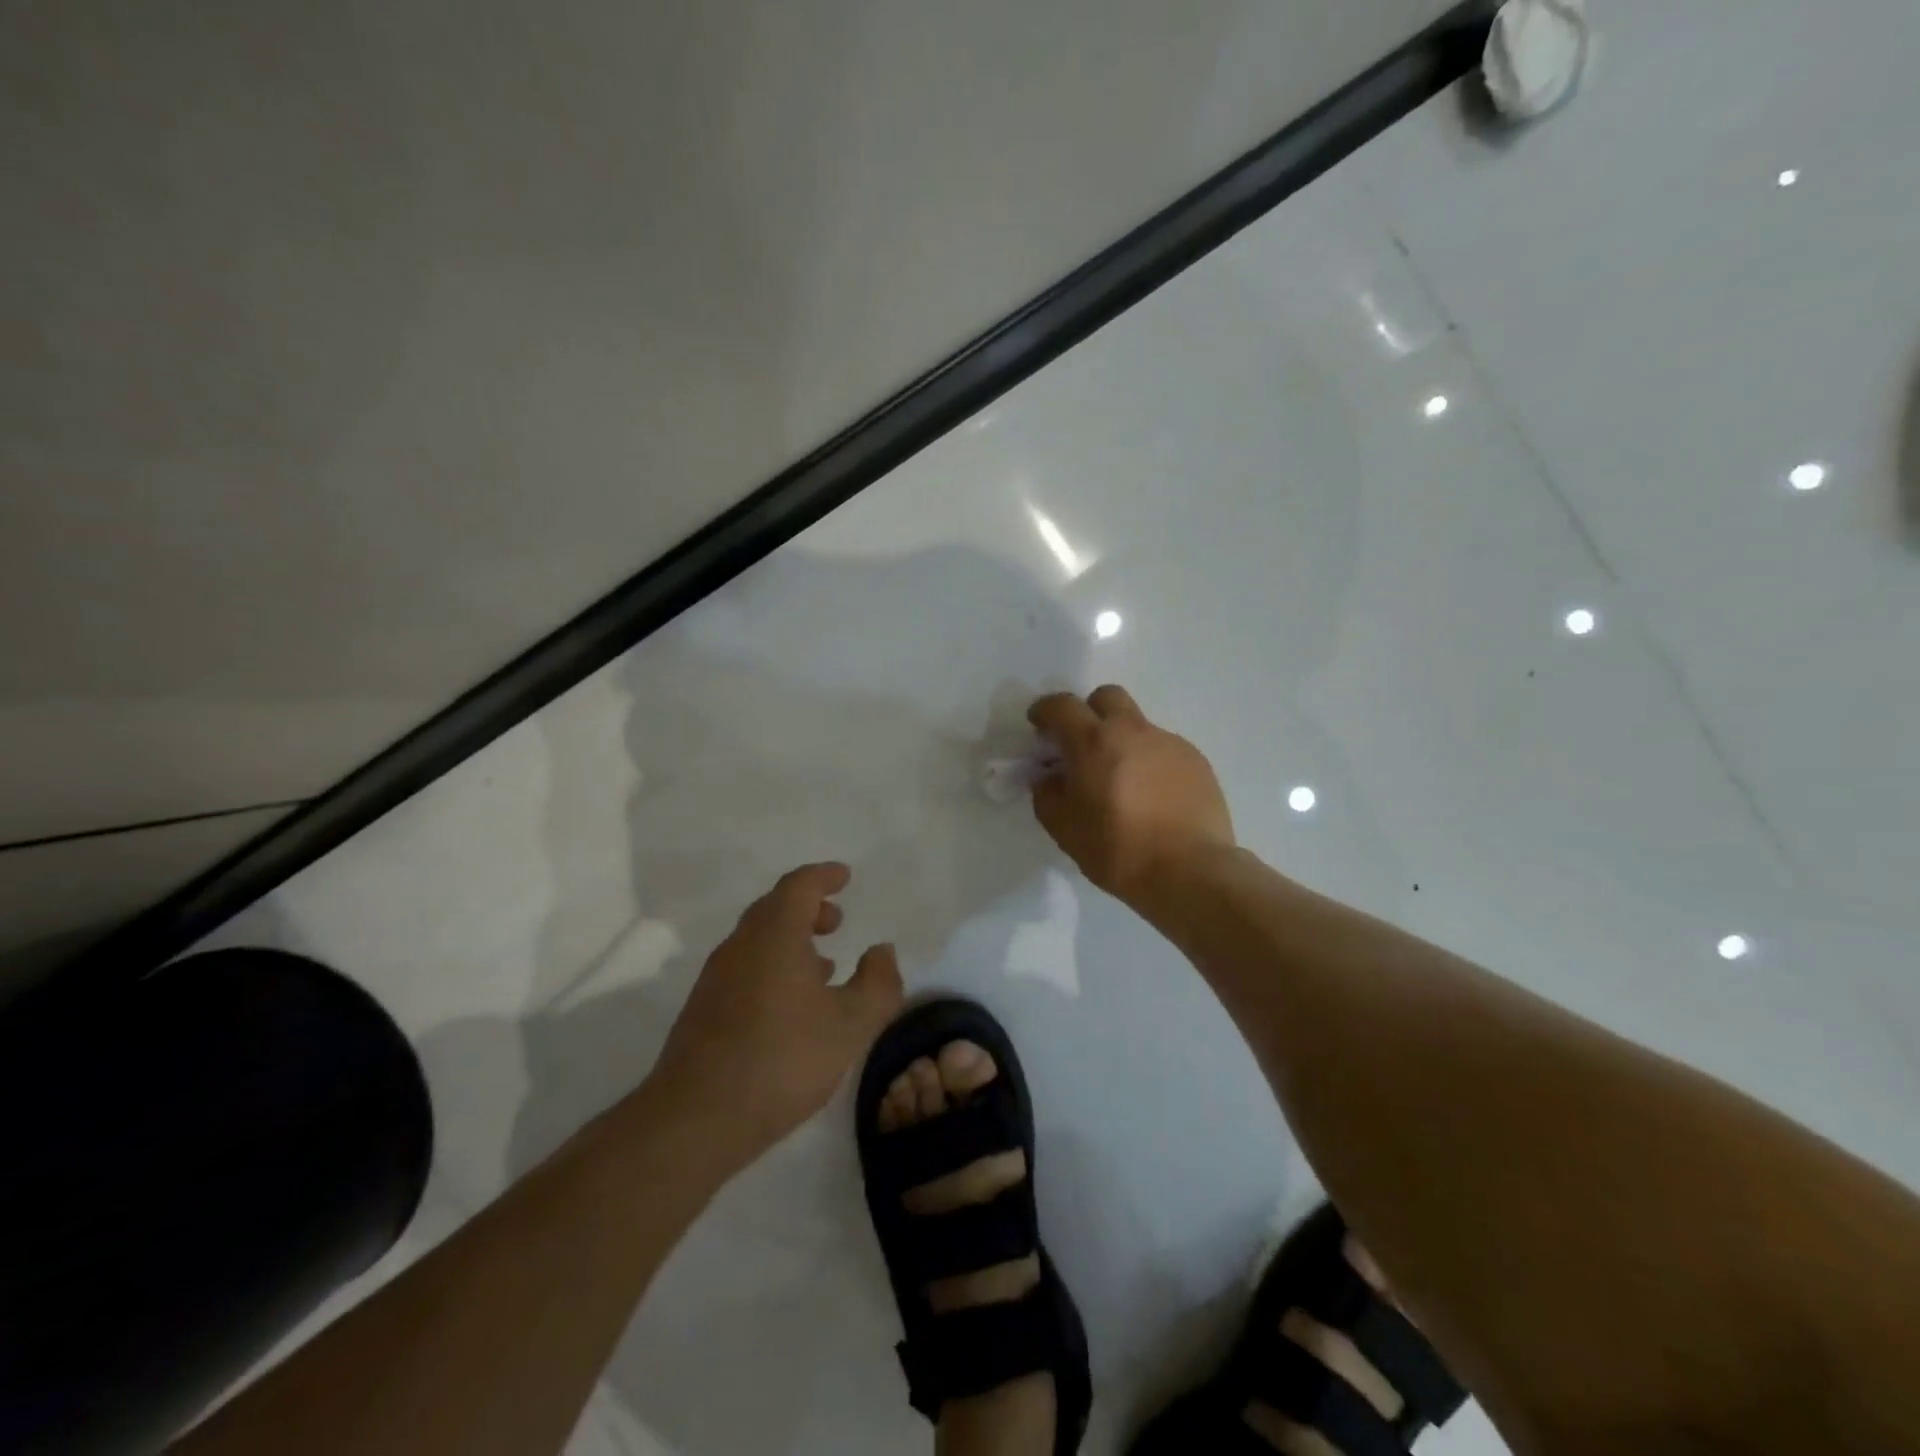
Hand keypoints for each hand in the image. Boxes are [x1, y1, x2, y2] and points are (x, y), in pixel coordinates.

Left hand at [649, 863, 903, 1166]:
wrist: (696, 1119)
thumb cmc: (782, 1060)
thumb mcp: (851, 1024)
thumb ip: (878, 983)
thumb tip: (881, 951)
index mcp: (775, 934)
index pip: (799, 886)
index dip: (824, 876)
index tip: (845, 876)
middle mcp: (741, 945)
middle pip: (774, 908)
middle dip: (808, 907)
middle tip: (836, 921)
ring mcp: (716, 978)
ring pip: (758, 940)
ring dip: (790, 939)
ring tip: (822, 965)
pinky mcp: (704, 1010)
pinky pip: (745, 968)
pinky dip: (773, 966)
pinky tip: (791, 1005)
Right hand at [1029, 685, 1234, 905]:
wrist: (1190, 871)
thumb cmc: (1118, 851)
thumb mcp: (1065, 830)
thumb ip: (1047, 795)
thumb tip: (1050, 778)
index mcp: (1093, 743)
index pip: (1062, 706)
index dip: (1045, 710)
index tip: (1039, 725)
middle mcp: (1132, 731)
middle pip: (1107, 697)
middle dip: (1089, 712)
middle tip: (1083, 744)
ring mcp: (1169, 742)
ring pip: (1137, 725)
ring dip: (1122, 741)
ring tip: (1122, 781)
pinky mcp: (1196, 760)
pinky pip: (1163, 748)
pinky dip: (1150, 762)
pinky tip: (1152, 796)